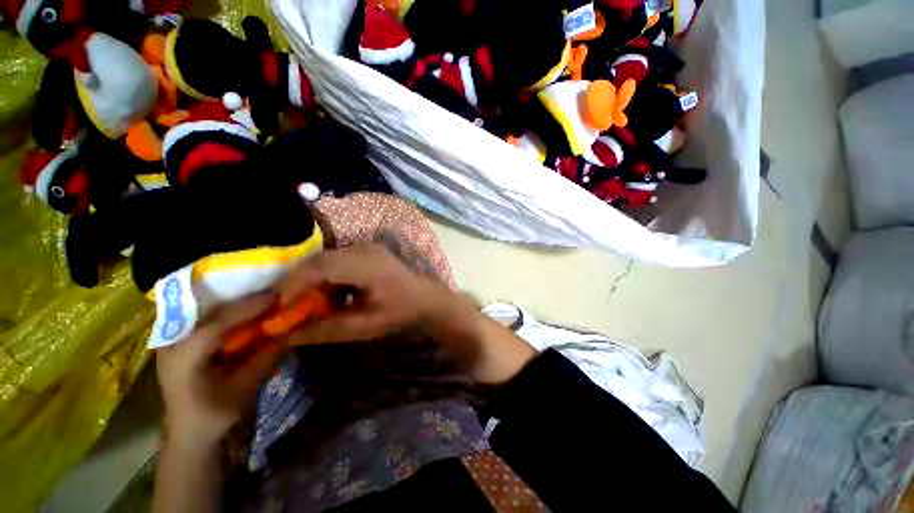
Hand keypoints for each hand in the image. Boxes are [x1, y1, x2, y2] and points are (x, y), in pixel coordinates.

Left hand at [155, 293, 287, 448]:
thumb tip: (292, 332)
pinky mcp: (184, 341)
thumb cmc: (212, 417)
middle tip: (273, 290)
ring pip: (209, 311)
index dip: (249, 306)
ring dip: (237, 302)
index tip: (276, 294)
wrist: (188, 436)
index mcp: (183, 355)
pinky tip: (249, 310)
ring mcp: (176, 339)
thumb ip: (266, 360)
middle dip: (243, 299)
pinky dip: (231, 312)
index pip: (218, 321)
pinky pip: (209, 319)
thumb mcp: (242, 391)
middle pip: (212, 310)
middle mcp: (174, 341)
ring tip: (265, 295)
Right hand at [276, 243, 461, 344]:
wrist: (426, 299)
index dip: (294, 284)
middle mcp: (364, 249)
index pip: (320, 266)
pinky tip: (328, 293)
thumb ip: (326, 330)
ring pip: (327, 258)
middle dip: (298, 281)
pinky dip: (326, 275)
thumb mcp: (364, 326)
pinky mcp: (367, 250)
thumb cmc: (400, 312)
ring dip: (312, 278)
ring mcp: (367, 247)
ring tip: (304, 301)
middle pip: (319, 259)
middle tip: (285, 305)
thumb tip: (288, 336)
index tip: (278, 306)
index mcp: (367, 264)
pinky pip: (338, 259)